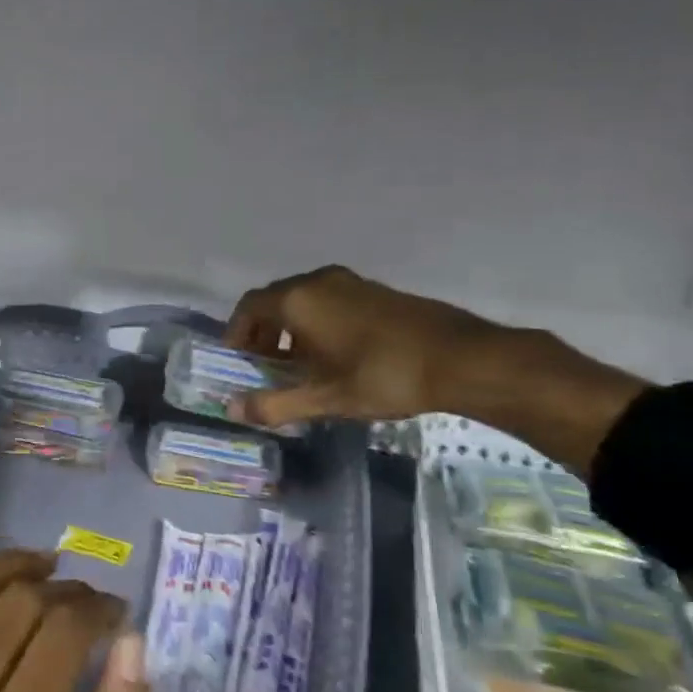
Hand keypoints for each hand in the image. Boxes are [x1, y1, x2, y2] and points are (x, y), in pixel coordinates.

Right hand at [225, 265, 493, 427]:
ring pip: (302, 300)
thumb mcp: (325, 398)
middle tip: (263, 367)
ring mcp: (349, 282)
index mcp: (298, 300)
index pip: (248, 307)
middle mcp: (318, 281)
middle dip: (262, 333)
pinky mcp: (373, 290)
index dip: (236, 333)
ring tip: (298, 366)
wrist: (460, 358)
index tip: (237, 361)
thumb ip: (275, 404)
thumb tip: (233, 410)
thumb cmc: (383, 375)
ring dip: (289, 329)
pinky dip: (315, 322)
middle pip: (273, 301)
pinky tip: (333, 355)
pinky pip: (328, 300)